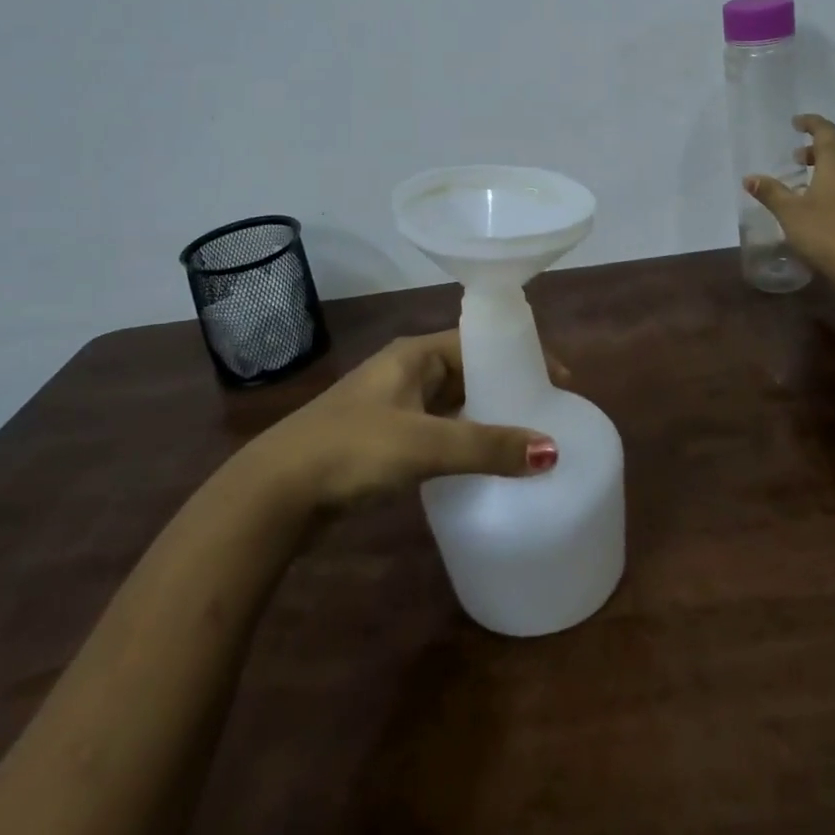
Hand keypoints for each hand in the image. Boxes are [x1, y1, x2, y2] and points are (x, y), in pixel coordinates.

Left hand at [245, 330, 560, 510]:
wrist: (275, 493)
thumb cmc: (352, 449)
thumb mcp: (424, 444)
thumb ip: (486, 447)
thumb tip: (551, 451)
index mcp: (416, 354)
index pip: (480, 342)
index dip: (521, 356)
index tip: (559, 383)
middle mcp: (406, 372)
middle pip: (469, 371)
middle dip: (507, 388)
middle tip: (548, 414)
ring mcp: (393, 407)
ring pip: (453, 404)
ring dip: (486, 417)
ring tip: (526, 440)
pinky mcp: (384, 441)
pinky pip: (437, 431)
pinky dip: (463, 441)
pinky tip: (481, 466)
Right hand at [745, 113, 834, 276]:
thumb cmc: (824, 231)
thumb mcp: (789, 212)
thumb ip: (770, 192)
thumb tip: (749, 178)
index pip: (826, 131)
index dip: (811, 123)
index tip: (796, 123)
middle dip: (817, 151)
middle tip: (796, 159)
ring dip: (829, 170)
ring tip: (809, 184)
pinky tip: (827, 207)